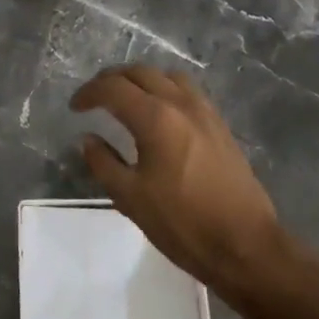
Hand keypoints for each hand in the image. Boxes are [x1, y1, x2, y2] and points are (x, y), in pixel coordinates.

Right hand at [71, 65, 289, 301]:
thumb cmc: (182, 223)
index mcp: (155, 119)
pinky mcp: (220, 125)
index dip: (89, 93)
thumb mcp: (130, 198)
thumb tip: (88, 139)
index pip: (113, 89)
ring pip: (167, 76)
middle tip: (94, 98)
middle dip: (112, 80)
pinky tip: (159, 113)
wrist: (244, 245)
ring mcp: (205, 112)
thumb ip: (103, 163)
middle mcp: (181, 104)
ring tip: (126, 99)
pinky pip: (187, 91)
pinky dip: (165, 89)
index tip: (74, 108)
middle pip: (140, 73)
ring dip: (141, 80)